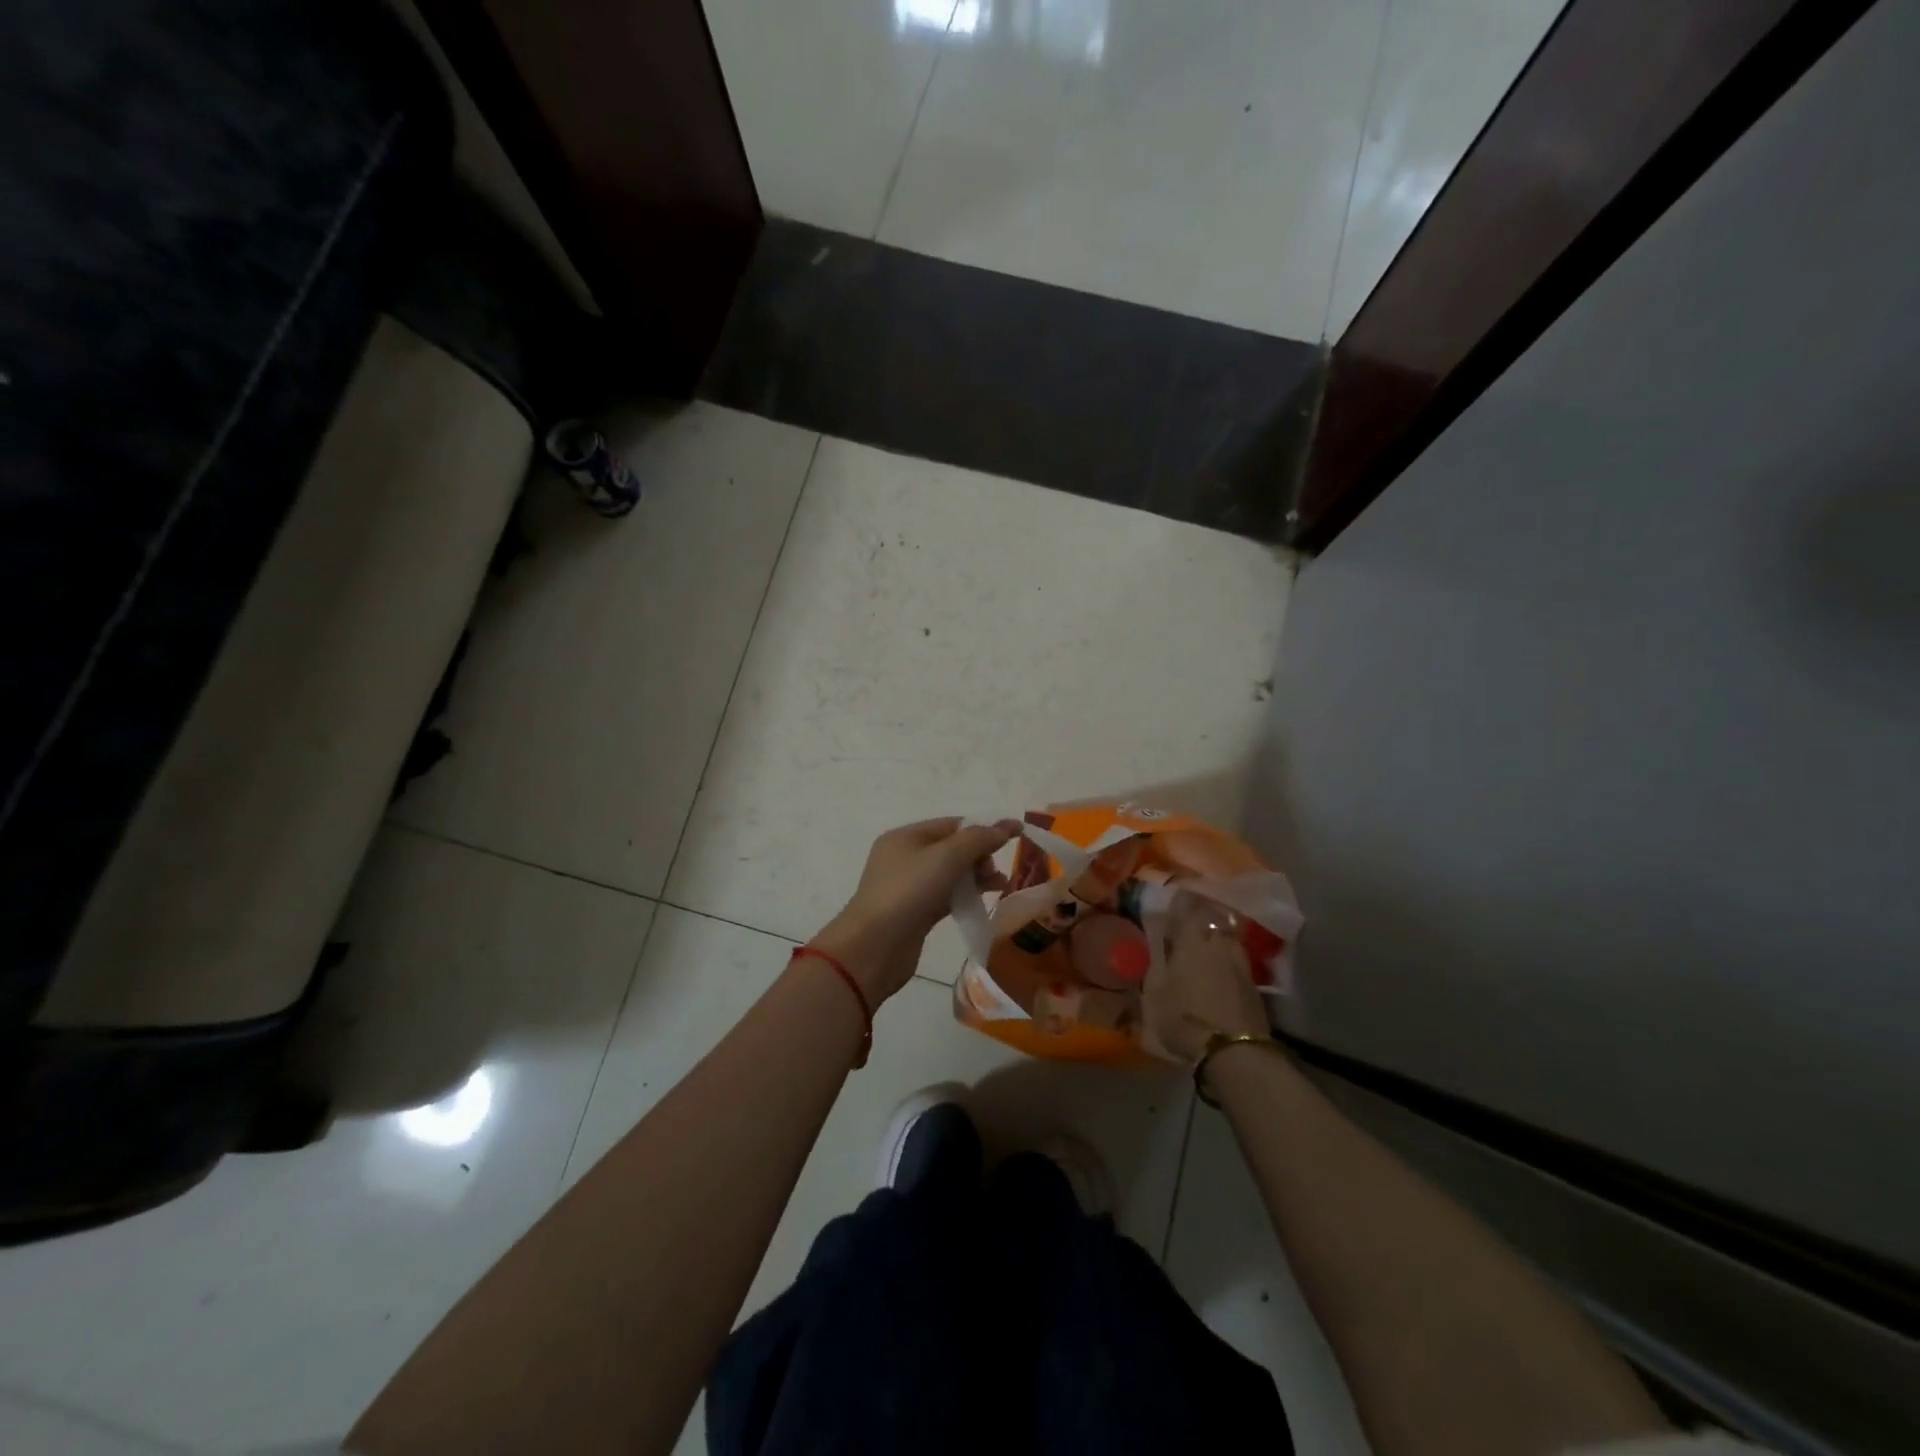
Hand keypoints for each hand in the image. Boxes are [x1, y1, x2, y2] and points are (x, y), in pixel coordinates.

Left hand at [810, 817, 1019, 1003]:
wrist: (873, 948)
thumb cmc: (907, 892)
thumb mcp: (945, 858)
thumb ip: (978, 839)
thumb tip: (1006, 826)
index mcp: (906, 837)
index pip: (952, 824)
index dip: (983, 828)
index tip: (1014, 836)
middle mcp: (905, 857)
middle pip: (952, 848)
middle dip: (980, 854)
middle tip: (995, 870)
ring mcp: (909, 887)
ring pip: (951, 874)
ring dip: (976, 876)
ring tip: (1001, 885)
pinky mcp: (915, 913)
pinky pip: (947, 896)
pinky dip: (966, 895)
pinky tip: (984, 900)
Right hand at [1142, 907, 1269, 1063]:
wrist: (1234, 1051)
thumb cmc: (1184, 1018)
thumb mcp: (1154, 994)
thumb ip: (1153, 968)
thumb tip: (1152, 951)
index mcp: (1192, 941)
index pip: (1188, 908)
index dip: (1181, 903)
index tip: (1172, 900)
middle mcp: (1219, 945)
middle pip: (1212, 922)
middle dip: (1201, 921)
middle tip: (1187, 928)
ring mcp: (1241, 965)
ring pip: (1228, 942)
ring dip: (1217, 943)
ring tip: (1206, 952)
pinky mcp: (1255, 987)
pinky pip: (1237, 965)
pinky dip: (1228, 966)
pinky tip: (1220, 977)